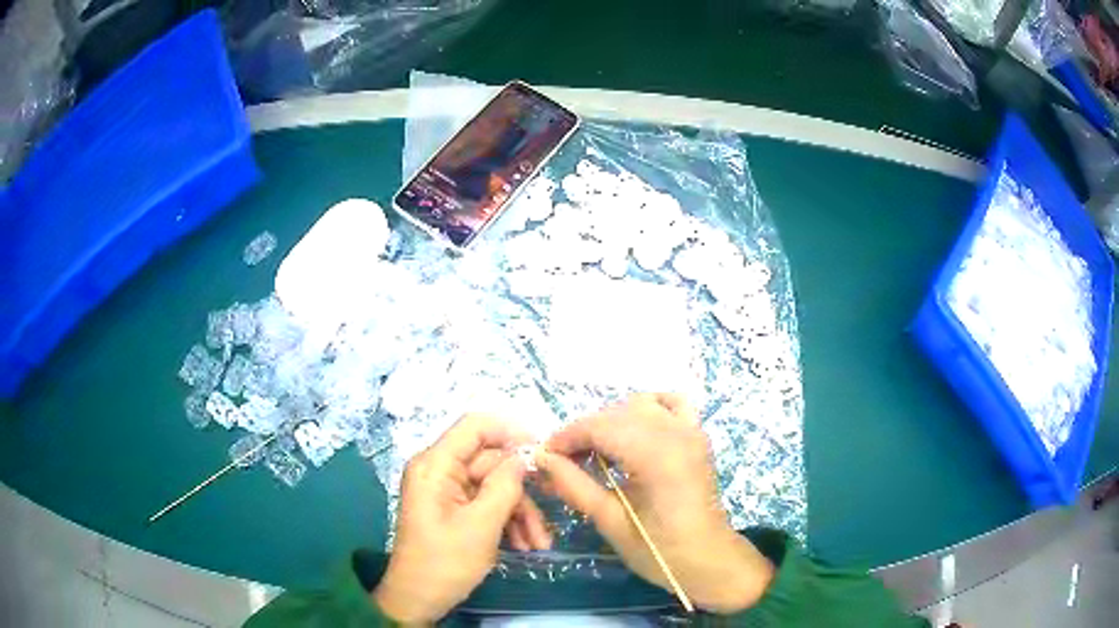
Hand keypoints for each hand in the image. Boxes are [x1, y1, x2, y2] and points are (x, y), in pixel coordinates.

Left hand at [372, 414, 551, 623]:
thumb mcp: (481, 525)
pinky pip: (486, 504)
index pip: (474, 427)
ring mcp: (446, 491)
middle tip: (547, 519)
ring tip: (538, 545)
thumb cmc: (444, 562)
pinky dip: (507, 522)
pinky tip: (523, 546)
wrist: (418, 599)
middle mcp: (439, 471)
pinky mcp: (453, 509)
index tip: (542, 451)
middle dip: (521, 493)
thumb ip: (505, 486)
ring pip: (494, 487)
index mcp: (435, 465)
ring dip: (519, 513)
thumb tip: (524, 457)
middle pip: (491, 464)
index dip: (510, 431)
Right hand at [539, 393, 775, 613]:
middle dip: (584, 432)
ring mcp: (691, 430)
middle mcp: (677, 432)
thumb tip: (541, 460)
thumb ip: (575, 486)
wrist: (709, 559)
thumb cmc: (660, 550)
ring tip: (595, 452)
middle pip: (616, 413)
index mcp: (657, 456)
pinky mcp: (698, 435)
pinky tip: (634, 430)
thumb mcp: (611, 523)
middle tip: (563, 462)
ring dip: (611, 421)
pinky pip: (671, 403)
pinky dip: (647, 408)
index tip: (544, 457)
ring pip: (639, 404)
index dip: (567, 437)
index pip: (600, 427)